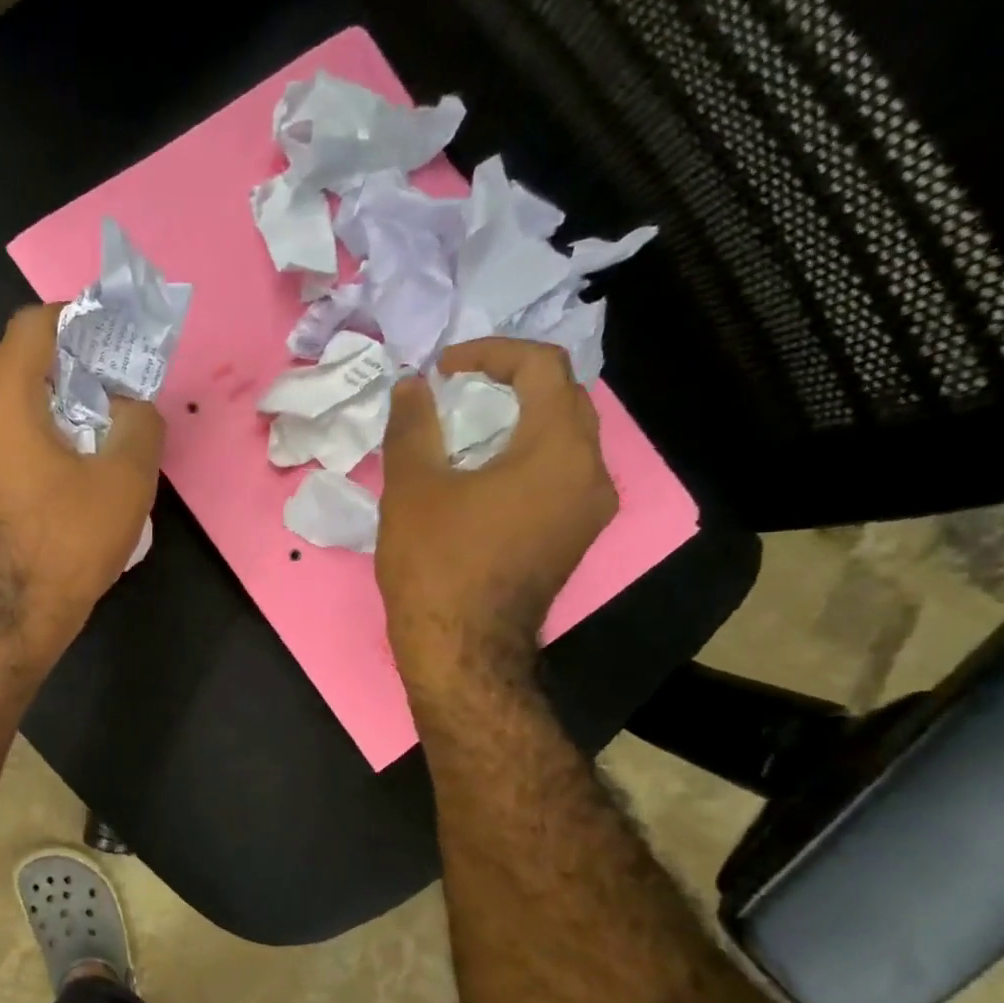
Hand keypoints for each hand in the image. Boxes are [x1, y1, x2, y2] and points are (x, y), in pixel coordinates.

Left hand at [0, 304, 164, 667]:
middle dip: (58, 354)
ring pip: (0, 398)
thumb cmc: (70, 541)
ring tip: (89, 414)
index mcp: (3, 404)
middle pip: (10, 358)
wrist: (18, 614)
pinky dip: (28, 425)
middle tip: (102, 373)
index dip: (72, 317)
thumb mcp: (126, 477)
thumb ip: (139, 420)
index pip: (30, 327)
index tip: (108, 334)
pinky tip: (64, 453)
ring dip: (42, 392)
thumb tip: (130, 406)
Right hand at [376, 338, 616, 697]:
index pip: (543, 368)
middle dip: (508, 386)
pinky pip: (557, 478)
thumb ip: (413, 427)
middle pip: (562, 402)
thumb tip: (413, 385)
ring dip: (517, 424)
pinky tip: (482, 480)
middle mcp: (591, 473)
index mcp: (559, 450)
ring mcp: (588, 511)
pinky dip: (523, 460)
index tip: (444, 369)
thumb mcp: (412, 489)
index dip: (491, 354)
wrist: (460, 649)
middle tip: (456, 394)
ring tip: (464, 435)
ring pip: (562, 442)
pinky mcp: (573, 539)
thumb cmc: (436, 564)